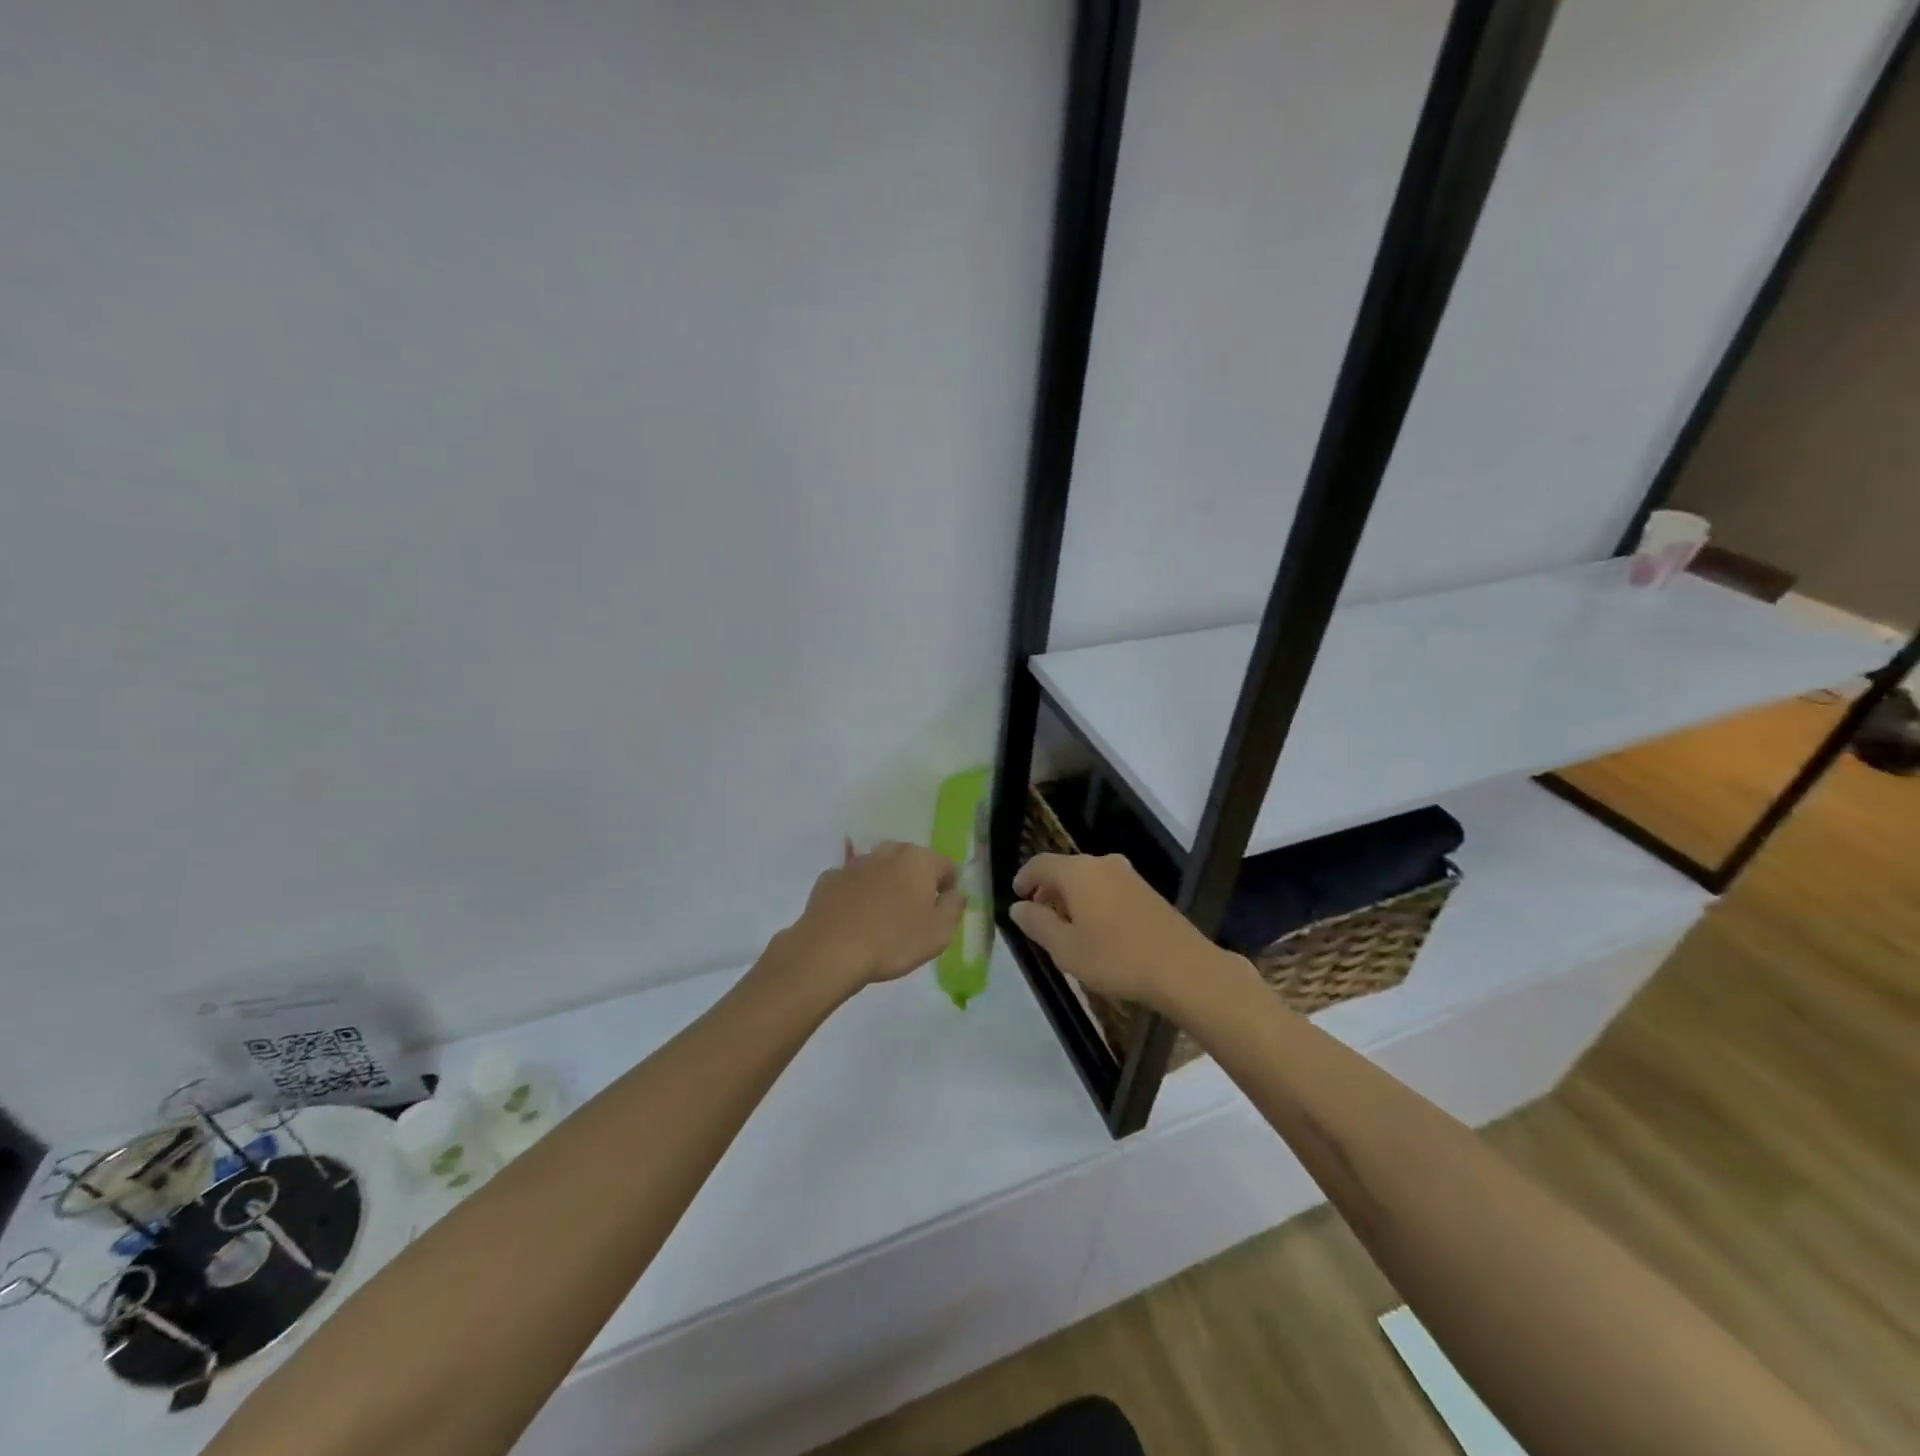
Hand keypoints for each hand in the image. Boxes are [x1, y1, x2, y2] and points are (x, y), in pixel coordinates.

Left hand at [784, 840, 964, 994]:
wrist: (830, 951)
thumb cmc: (893, 942)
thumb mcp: (939, 933)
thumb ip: (954, 908)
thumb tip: (956, 894)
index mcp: (919, 860)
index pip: (946, 866)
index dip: (948, 888)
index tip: (941, 913)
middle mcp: (888, 852)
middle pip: (911, 861)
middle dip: (916, 882)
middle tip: (913, 915)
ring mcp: (855, 863)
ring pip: (880, 869)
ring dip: (886, 885)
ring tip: (882, 918)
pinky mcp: (829, 878)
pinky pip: (852, 882)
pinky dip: (857, 894)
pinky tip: (854, 919)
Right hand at [1010, 853, 1247, 1012]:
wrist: (1183, 968)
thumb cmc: (1116, 958)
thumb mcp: (1066, 948)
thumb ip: (1037, 924)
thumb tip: (1017, 907)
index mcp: (1078, 872)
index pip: (1040, 864)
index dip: (1024, 878)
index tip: (1016, 897)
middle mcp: (1102, 863)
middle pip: (1065, 869)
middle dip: (1048, 890)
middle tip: (1038, 917)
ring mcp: (1128, 875)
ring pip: (1087, 878)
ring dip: (1071, 897)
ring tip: (1066, 927)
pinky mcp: (1146, 890)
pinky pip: (1107, 887)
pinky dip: (1092, 900)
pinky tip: (1096, 930)